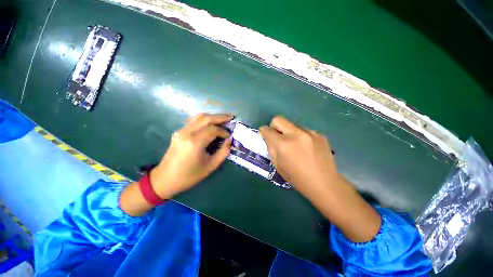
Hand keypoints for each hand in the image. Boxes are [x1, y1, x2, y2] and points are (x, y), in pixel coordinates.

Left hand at [150, 113, 232, 198]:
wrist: (165, 179)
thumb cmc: (189, 176)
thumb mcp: (211, 166)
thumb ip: (223, 152)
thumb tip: (230, 140)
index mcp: (195, 142)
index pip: (213, 129)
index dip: (223, 131)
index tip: (230, 135)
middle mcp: (187, 133)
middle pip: (206, 118)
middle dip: (220, 117)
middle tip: (231, 117)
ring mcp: (181, 131)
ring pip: (199, 117)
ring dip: (212, 116)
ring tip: (223, 118)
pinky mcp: (178, 132)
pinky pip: (194, 121)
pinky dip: (204, 120)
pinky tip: (211, 123)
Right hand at [259, 116, 338, 198]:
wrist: (324, 183)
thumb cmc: (297, 178)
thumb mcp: (278, 165)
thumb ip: (272, 148)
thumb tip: (270, 139)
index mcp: (283, 145)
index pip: (267, 130)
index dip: (263, 132)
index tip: (265, 136)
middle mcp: (295, 134)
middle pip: (278, 119)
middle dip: (274, 126)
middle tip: (278, 137)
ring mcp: (310, 133)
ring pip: (292, 124)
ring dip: (289, 132)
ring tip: (295, 145)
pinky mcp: (320, 134)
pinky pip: (304, 130)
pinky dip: (301, 136)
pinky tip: (307, 147)